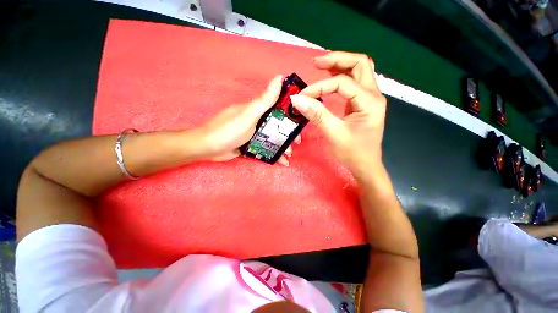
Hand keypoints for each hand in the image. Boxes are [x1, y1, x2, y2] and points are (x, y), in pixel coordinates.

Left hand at [198, 75, 297, 164]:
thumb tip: (279, 77)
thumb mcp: (249, 114)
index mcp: (257, 110)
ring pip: (272, 138)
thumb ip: (265, 100)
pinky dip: (273, 154)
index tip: (300, 123)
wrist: (208, 148)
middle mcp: (257, 120)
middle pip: (277, 125)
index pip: (279, 108)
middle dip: (288, 134)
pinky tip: (281, 161)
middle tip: (296, 143)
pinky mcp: (250, 144)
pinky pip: (265, 147)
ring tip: (288, 155)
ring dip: (282, 146)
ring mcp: (253, 133)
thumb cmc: (229, 130)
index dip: (291, 115)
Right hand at [289, 51, 386, 173]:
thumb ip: (317, 115)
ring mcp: (369, 99)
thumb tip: (297, 99)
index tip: (304, 96)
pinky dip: (342, 76)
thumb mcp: (334, 134)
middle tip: (316, 63)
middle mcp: (373, 95)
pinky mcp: (362, 104)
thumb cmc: (353, 153)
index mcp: (370, 102)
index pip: (343, 83)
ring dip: (340, 65)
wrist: (365, 165)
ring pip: (359, 71)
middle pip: (360, 64)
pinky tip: (330, 79)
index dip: (320, 87)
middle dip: (337, 59)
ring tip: (321, 66)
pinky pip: (354, 83)